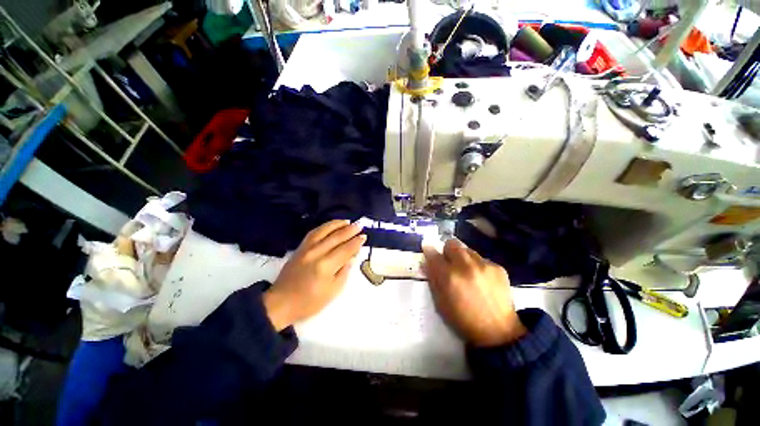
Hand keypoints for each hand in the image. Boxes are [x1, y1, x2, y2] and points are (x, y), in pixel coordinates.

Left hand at [263, 220, 365, 330]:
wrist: (280, 303)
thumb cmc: (309, 302)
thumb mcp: (333, 291)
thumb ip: (344, 271)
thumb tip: (351, 256)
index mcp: (325, 266)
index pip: (345, 249)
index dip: (356, 242)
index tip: (364, 236)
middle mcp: (316, 253)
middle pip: (336, 237)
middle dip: (350, 230)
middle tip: (360, 225)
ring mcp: (306, 248)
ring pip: (324, 231)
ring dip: (337, 224)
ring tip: (348, 222)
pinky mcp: (300, 248)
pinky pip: (314, 232)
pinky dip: (324, 227)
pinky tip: (331, 225)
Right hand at [423, 239, 526, 346]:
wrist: (498, 333)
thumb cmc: (462, 320)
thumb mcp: (440, 302)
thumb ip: (432, 279)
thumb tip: (426, 261)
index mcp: (449, 277)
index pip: (433, 253)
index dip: (429, 252)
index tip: (429, 253)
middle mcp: (466, 266)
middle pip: (451, 243)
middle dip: (447, 251)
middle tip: (449, 263)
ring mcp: (484, 265)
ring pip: (467, 249)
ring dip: (463, 258)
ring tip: (467, 272)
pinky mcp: (498, 267)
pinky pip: (482, 259)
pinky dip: (478, 265)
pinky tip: (481, 280)